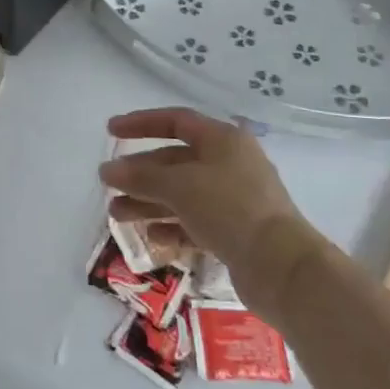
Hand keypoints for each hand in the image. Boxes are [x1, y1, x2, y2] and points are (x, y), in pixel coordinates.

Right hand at [98, 108, 311, 272]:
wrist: (281, 267)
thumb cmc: (229, 208)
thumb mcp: (179, 186)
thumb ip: (140, 177)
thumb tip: (108, 170)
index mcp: (223, 140)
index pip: (176, 121)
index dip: (141, 123)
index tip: (111, 131)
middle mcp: (230, 163)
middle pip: (175, 161)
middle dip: (140, 173)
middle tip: (109, 184)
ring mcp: (234, 199)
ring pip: (182, 194)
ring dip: (148, 202)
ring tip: (116, 215)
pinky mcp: (236, 231)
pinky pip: (195, 221)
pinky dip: (171, 226)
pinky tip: (150, 236)